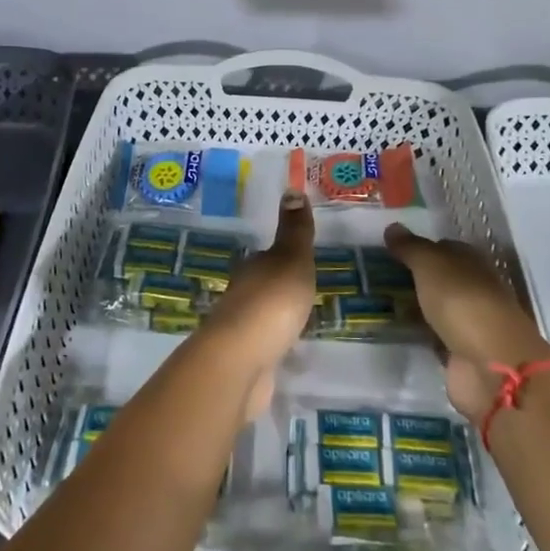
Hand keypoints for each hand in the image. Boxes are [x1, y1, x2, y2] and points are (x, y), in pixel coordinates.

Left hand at [199, 193, 315, 419]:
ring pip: (263, 317)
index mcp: (252, 269)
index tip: (302, 262)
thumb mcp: (291, 259)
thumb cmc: (271, 302)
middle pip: (263, 286)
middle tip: (308, 291)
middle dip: (281, 288)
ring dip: (278, 317)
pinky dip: (277, 345)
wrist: (241, 362)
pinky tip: (292, 352)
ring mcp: (241, 330)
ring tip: (304, 321)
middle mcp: (242, 294)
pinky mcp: (246, 362)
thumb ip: (295, 231)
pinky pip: (267, 346)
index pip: (267, 257)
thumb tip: (291, 188)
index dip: (284, 257)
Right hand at [384, 224, 549, 420]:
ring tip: (377, 302)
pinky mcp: (459, 354)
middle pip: (439, 279)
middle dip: (413, 278)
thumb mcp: (431, 265)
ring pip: (435, 308)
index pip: (444, 248)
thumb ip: (411, 248)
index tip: (388, 249)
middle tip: (375, 275)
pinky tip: (394, 330)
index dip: (418, 247)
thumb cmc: (462, 302)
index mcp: (473, 263)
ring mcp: (468, 324)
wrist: (490, 366)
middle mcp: (473, 290)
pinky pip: (433, 337)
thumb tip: (392, 227)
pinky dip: (418, 334)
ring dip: (414, 307)